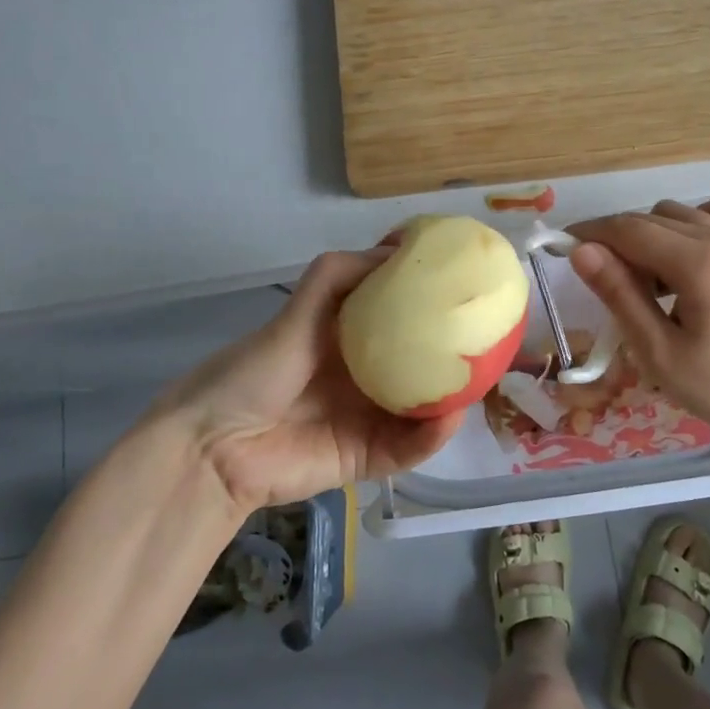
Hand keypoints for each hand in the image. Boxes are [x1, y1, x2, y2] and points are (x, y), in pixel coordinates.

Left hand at [153, 249, 465, 514]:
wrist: (216, 444)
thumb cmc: (257, 369)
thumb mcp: (299, 310)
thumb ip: (340, 276)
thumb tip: (398, 250)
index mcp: (349, 338)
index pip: (400, 317)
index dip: (431, 304)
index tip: (466, 286)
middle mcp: (365, 375)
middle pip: (420, 363)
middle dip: (453, 352)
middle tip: (493, 337)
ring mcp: (369, 418)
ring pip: (423, 407)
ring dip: (453, 396)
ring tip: (484, 376)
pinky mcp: (368, 459)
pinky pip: (409, 447)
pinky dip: (432, 436)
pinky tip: (450, 416)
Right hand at [569, 197, 709, 463]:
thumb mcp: (657, 351)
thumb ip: (618, 294)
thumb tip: (580, 250)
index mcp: (699, 264)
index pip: (628, 229)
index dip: (590, 233)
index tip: (561, 247)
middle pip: (649, 217)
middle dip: (616, 239)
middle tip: (604, 282)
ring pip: (677, 212)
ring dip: (650, 234)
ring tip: (648, 280)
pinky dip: (690, 223)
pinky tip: (685, 257)